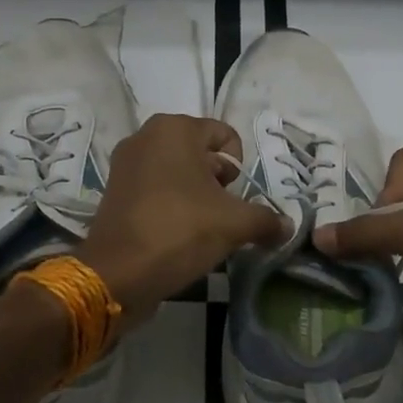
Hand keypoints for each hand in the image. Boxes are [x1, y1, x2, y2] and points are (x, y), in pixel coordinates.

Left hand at [77, 114, 288, 321]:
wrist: (118, 274)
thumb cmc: (180, 231)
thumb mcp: (235, 224)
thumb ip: (266, 220)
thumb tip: (287, 226)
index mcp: (175, 128)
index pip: (225, 135)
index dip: (239, 168)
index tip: (234, 197)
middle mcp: (146, 136)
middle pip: (201, 153)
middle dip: (217, 182)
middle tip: (220, 214)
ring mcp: (125, 163)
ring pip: (178, 172)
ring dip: (196, 195)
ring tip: (201, 227)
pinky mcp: (114, 190)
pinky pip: (155, 189)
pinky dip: (171, 205)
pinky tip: (177, 233)